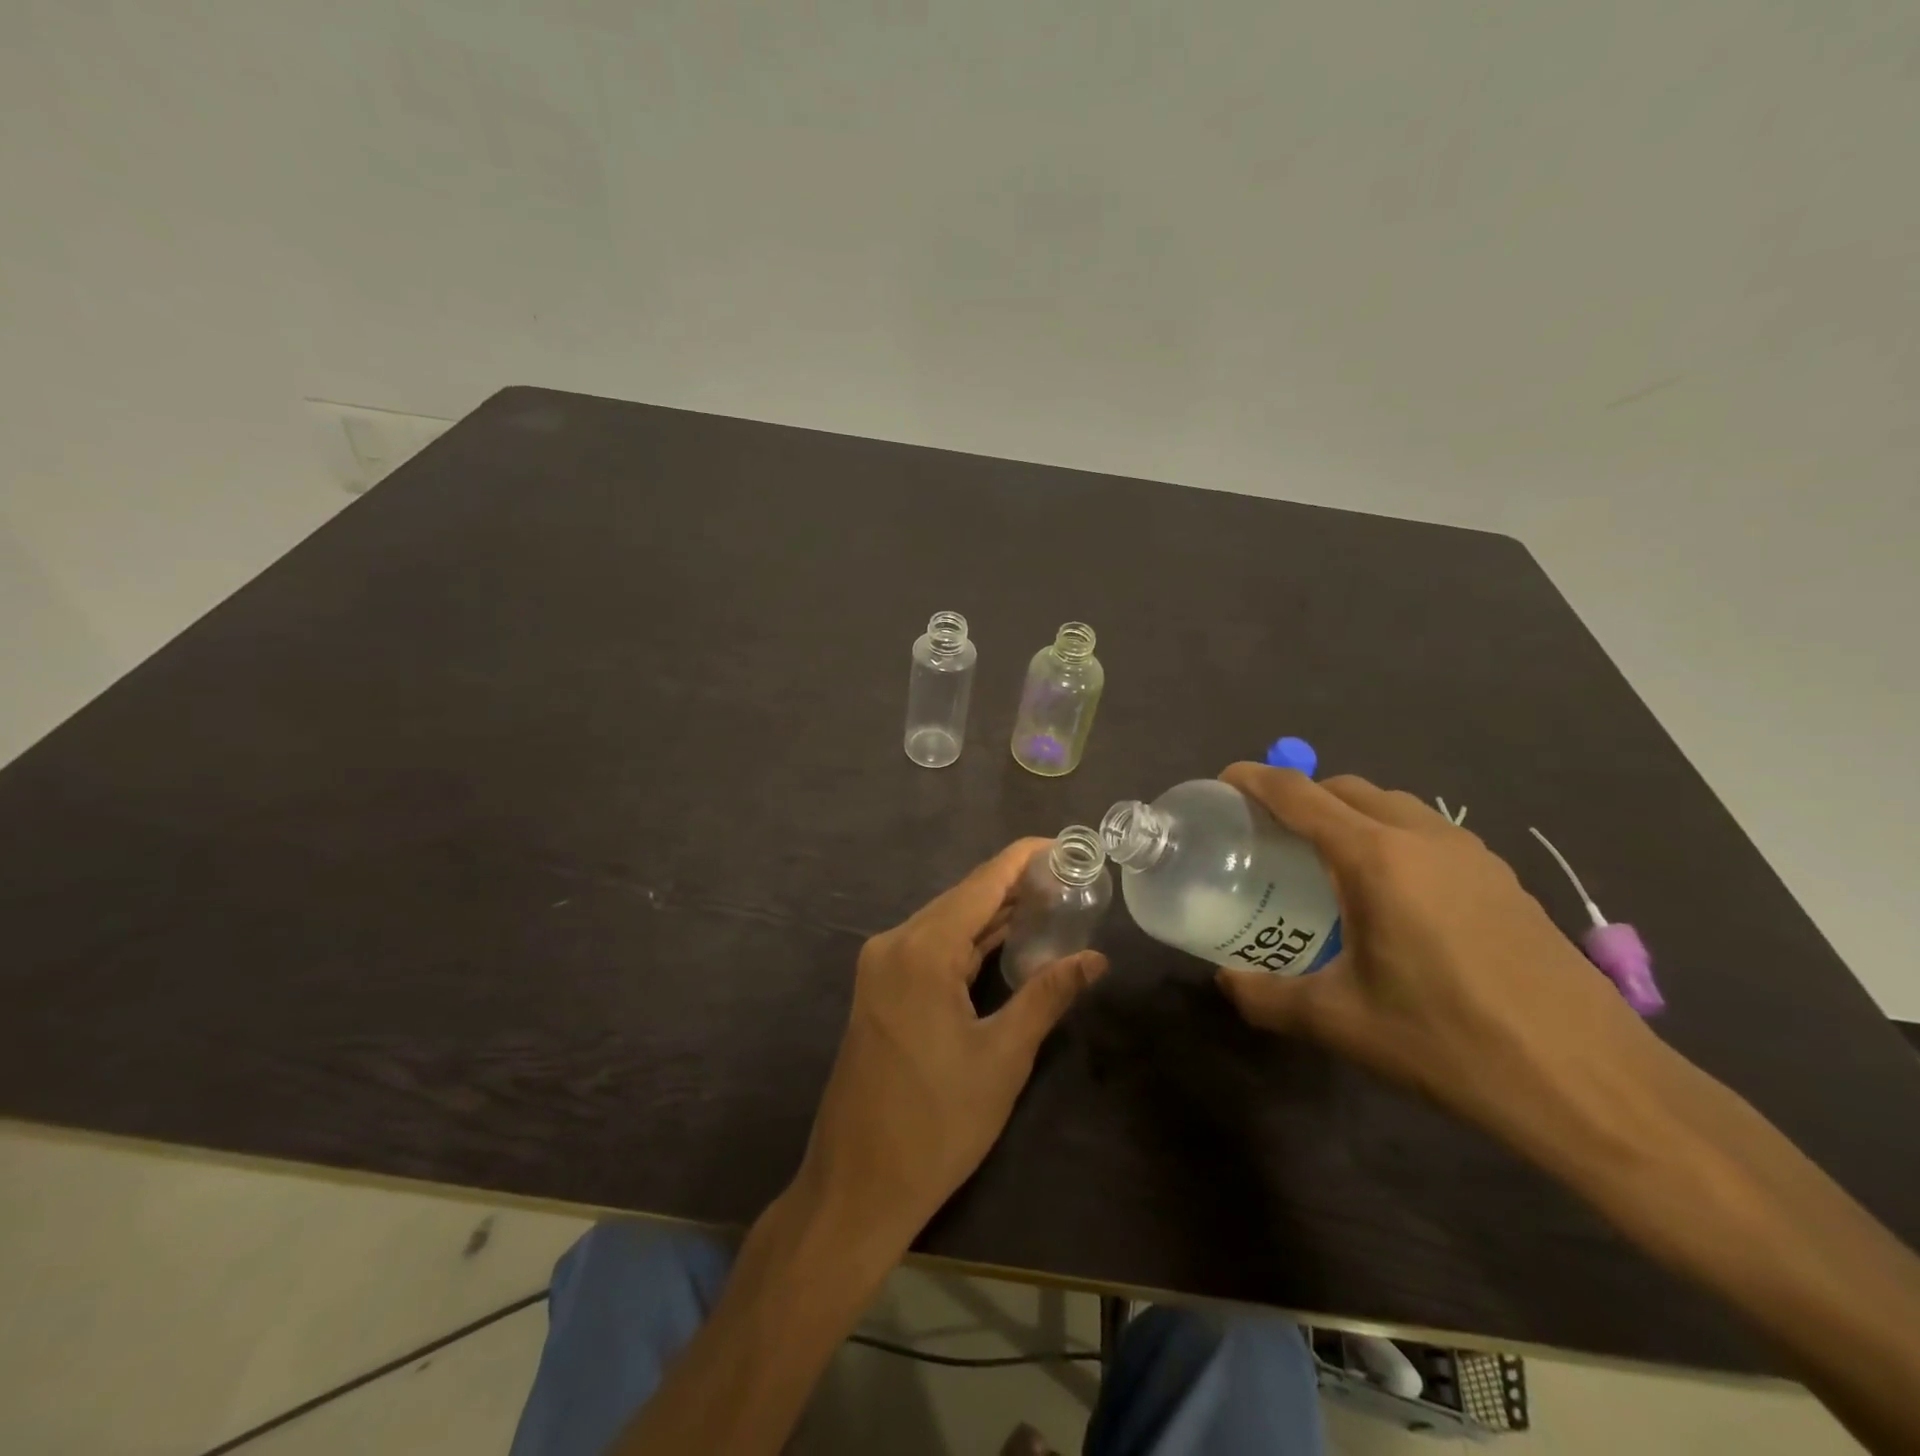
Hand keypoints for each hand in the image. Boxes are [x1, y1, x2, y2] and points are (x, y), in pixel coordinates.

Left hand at [795, 839, 1108, 1257]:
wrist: (857, 1185)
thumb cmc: (937, 1124)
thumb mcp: (1003, 1057)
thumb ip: (1048, 995)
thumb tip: (1095, 958)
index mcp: (922, 950)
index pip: (983, 883)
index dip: (1025, 858)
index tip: (1066, 846)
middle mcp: (895, 943)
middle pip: (963, 897)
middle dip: (1014, 885)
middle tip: (1069, 879)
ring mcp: (880, 965)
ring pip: (945, 921)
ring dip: (992, 913)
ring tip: (1048, 901)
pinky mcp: (879, 989)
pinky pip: (930, 947)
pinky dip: (967, 941)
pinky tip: (1003, 940)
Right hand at [1213, 764, 1660, 1154]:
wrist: (1595, 1086)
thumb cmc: (1450, 1043)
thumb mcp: (1340, 1024)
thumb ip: (1268, 998)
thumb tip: (1227, 984)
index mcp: (1376, 859)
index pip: (1299, 795)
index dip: (1254, 780)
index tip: (1222, 783)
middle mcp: (1423, 839)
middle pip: (1346, 789)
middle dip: (1301, 795)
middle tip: (1268, 832)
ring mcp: (1473, 856)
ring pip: (1394, 805)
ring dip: (1349, 812)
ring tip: (1324, 859)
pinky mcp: (1504, 881)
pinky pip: (1429, 832)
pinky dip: (1391, 836)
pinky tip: (1389, 893)